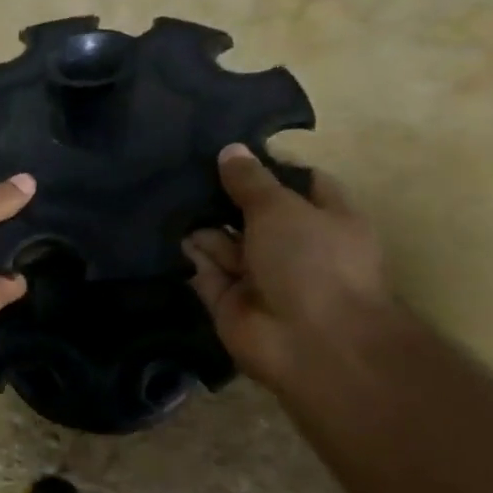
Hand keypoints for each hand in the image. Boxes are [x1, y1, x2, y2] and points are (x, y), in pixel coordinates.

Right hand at [185, 145, 392, 388]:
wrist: (310, 341)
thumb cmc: (311, 261)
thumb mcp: (280, 207)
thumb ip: (250, 181)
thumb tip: (230, 150)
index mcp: (325, 219)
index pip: (299, 184)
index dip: (267, 168)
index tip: (230, 151)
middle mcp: (293, 247)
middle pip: (254, 214)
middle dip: (224, 197)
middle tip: (183, 169)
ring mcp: (260, 276)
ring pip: (225, 243)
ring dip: (203, 226)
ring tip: (167, 197)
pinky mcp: (229, 302)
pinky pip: (204, 273)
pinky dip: (190, 257)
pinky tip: (168, 233)